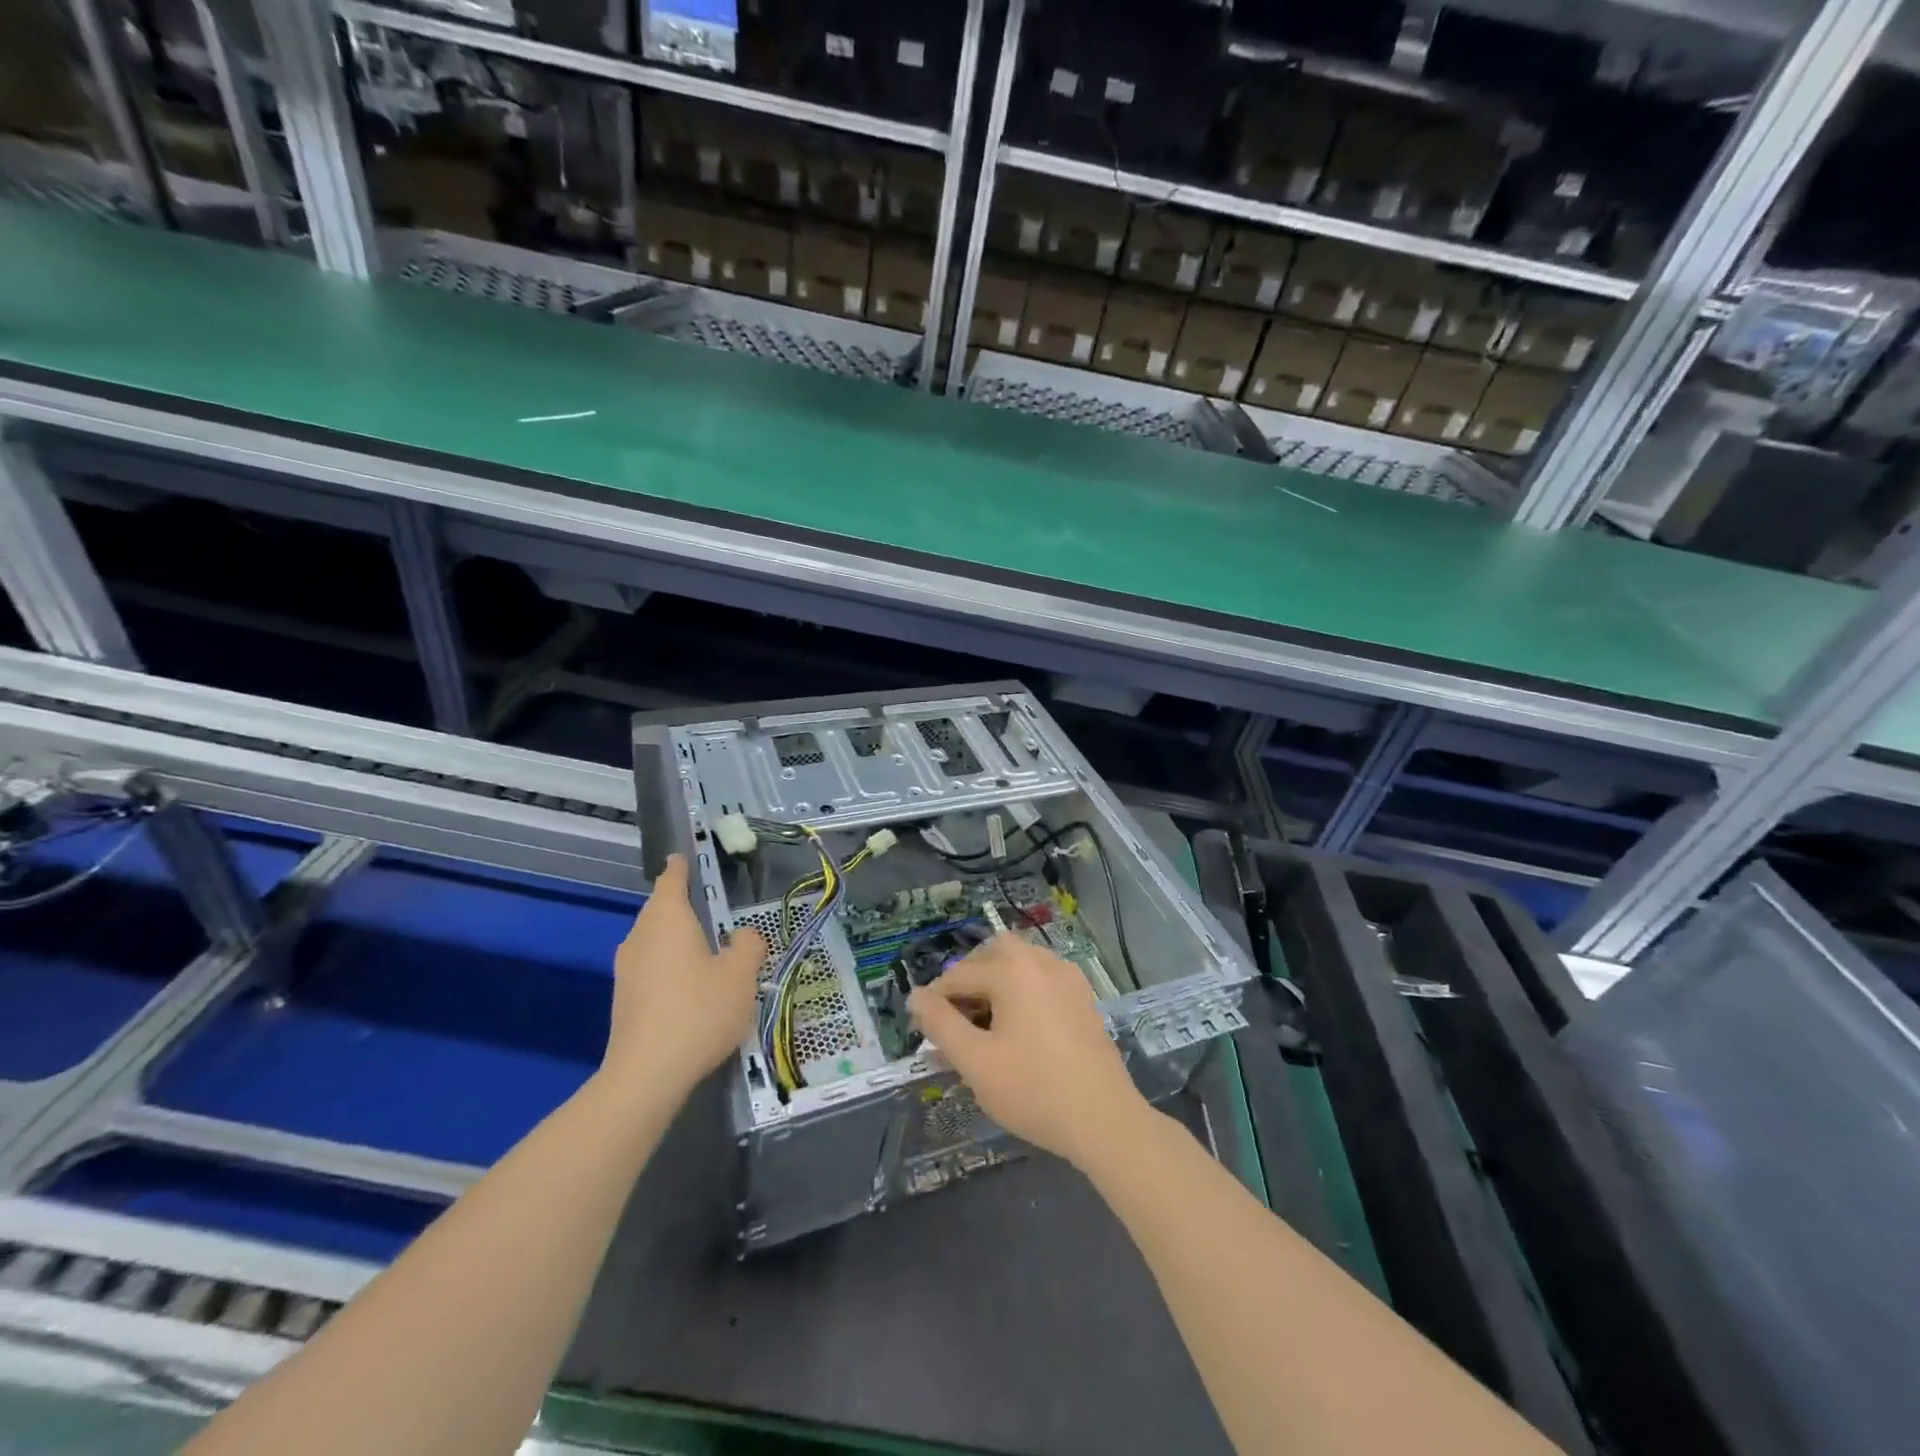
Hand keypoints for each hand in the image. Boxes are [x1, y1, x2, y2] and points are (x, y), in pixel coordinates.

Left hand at [603, 855, 766, 1103]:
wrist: (646, 1075)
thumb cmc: (698, 1012)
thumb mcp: (740, 975)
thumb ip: (748, 945)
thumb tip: (742, 936)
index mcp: (667, 918)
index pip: (672, 878)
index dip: (682, 866)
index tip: (688, 856)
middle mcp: (640, 935)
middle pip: (662, 908)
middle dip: (685, 905)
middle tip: (716, 908)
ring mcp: (627, 968)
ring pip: (656, 939)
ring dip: (679, 938)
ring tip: (711, 950)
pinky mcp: (624, 998)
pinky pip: (652, 966)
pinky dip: (671, 964)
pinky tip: (693, 987)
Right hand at [908, 933, 1148, 1169]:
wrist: (1104, 1119)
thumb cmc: (1033, 1089)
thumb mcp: (975, 1061)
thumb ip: (940, 1024)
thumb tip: (916, 996)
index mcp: (1012, 969)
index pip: (958, 975)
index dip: (934, 1002)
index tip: (922, 1032)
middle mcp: (1041, 959)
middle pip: (991, 954)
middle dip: (967, 980)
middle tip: (954, 1019)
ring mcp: (1067, 976)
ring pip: (1018, 963)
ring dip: (994, 983)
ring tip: (982, 1025)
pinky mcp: (1082, 997)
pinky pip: (1041, 978)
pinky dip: (1021, 991)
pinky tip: (1017, 1028)